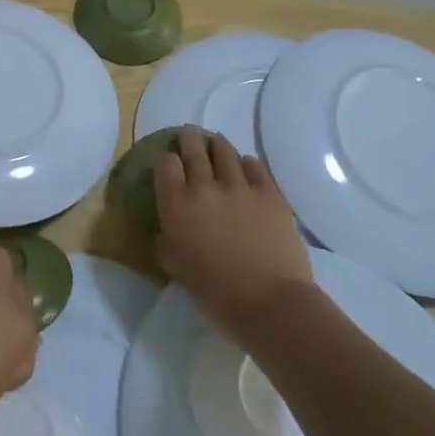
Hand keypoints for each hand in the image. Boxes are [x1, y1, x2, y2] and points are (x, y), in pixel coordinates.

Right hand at [155, 127, 313, 344]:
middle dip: (189, 138)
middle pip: (193, 148)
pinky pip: (255, 166)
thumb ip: (165, 242)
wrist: (269, 302)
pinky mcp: (269, 193)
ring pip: (224, 151)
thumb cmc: (215, 292)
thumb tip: (165, 231)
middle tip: (189, 134)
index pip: (165, 164)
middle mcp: (204, 186)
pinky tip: (245, 167)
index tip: (169, 164)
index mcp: (177, 204)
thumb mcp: (175, 268)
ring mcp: (239, 186)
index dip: (166, 160)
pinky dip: (246, 163)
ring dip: (217, 144)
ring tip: (216, 143)